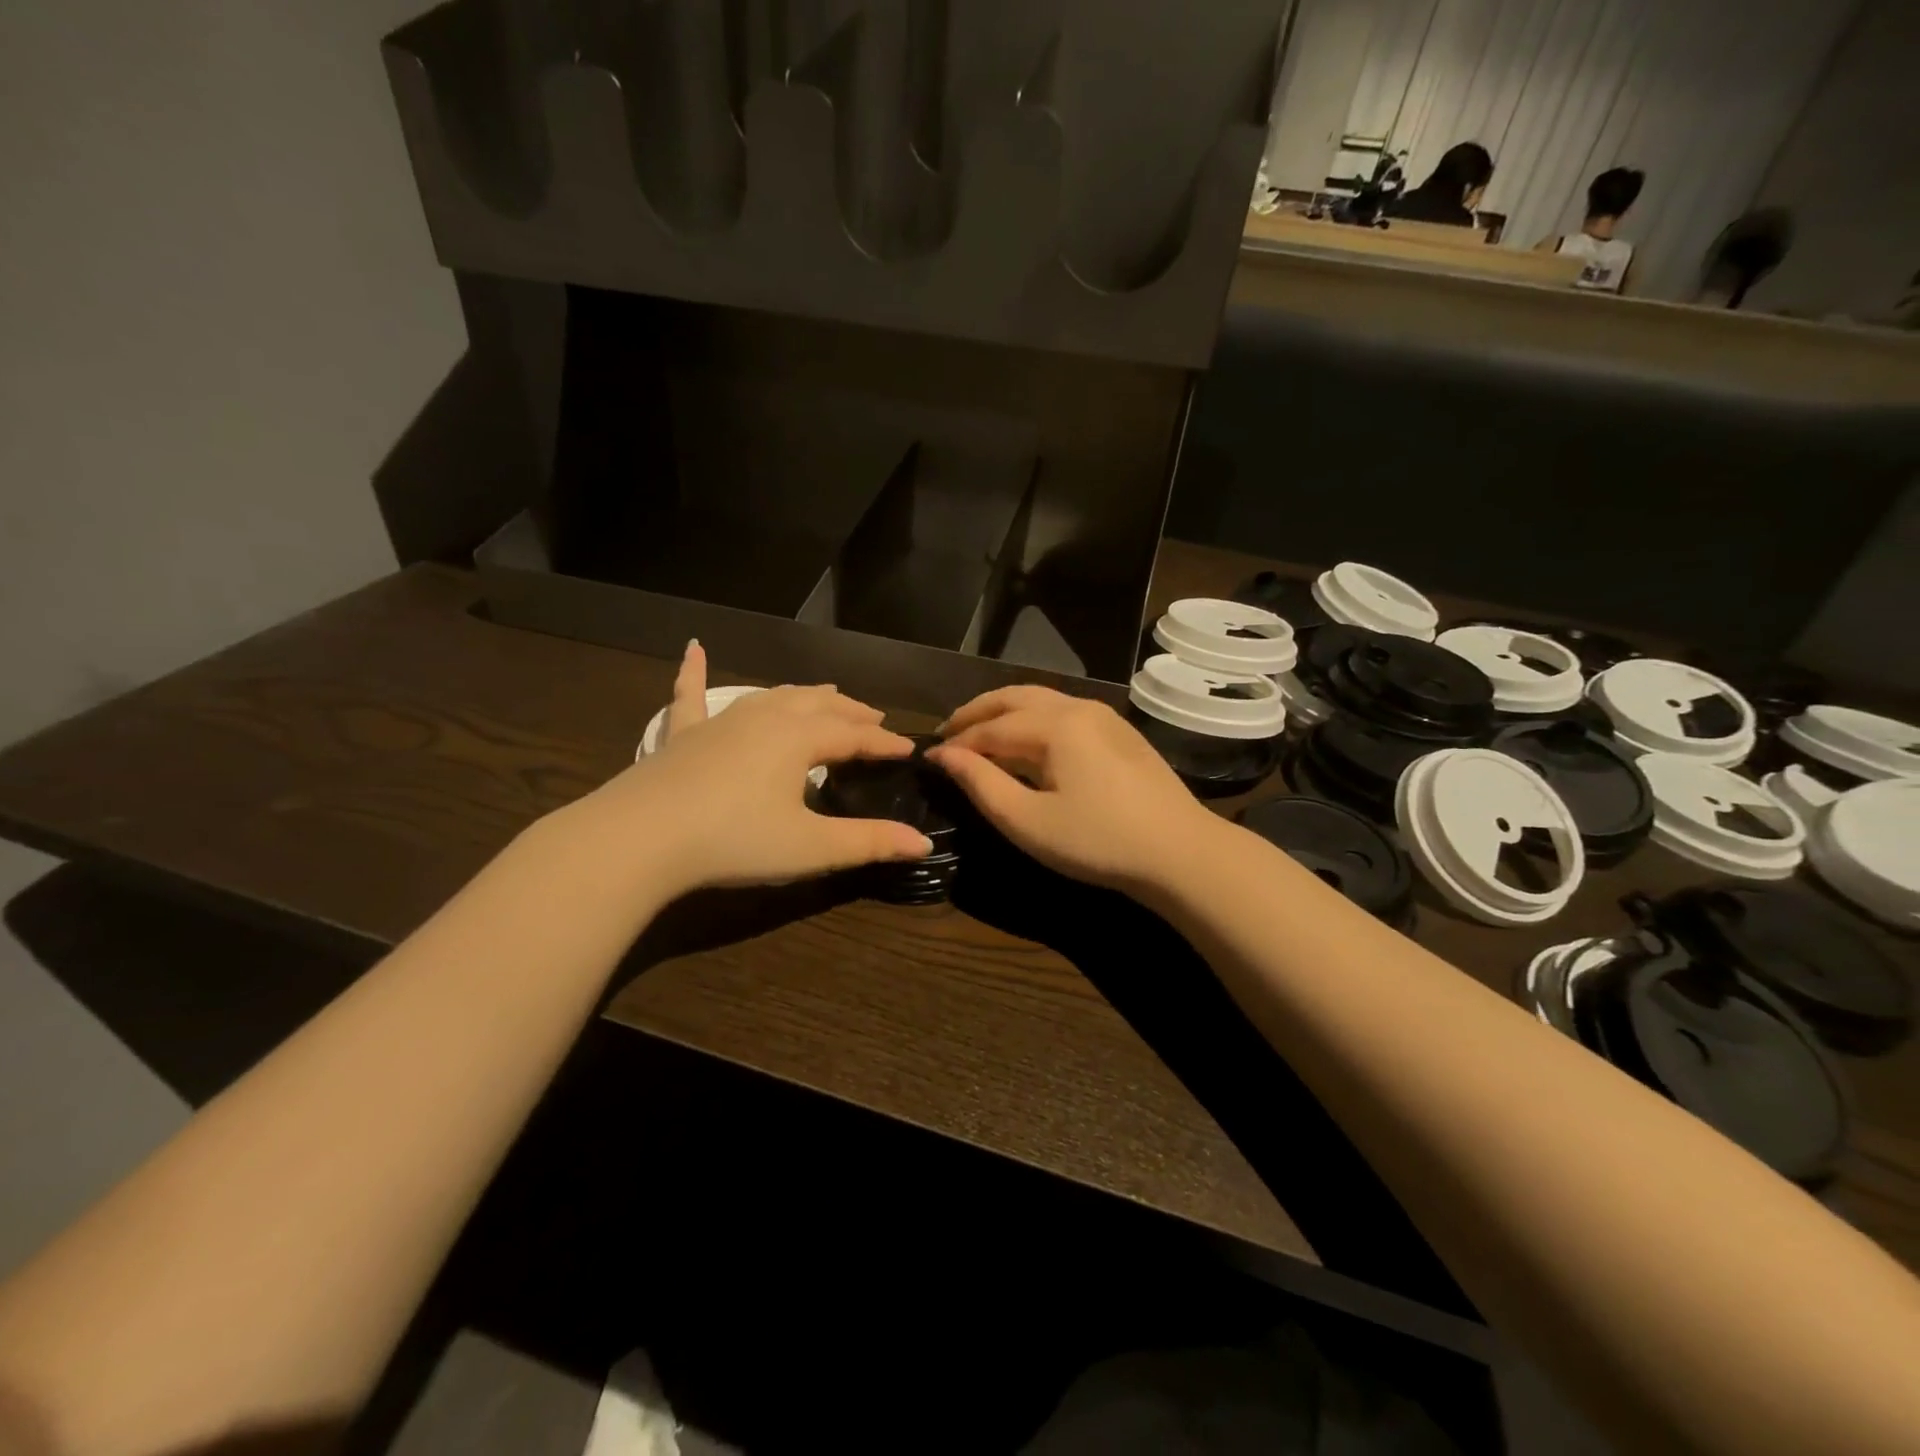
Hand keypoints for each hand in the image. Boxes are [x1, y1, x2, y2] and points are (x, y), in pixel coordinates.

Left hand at [561, 641, 929, 898]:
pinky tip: (693, 647)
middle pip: (819, 705)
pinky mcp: (682, 735)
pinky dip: (694, 671)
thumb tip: (922, 843)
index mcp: (799, 738)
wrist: (640, 839)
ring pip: (773, 696)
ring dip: (804, 694)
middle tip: (874, 717)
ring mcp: (720, 721)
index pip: (855, 735)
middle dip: (851, 711)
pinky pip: (690, 695)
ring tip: (826, 695)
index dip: (884, 742)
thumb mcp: (810, 847)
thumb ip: (868, 843)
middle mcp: (765, 717)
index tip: (909, 749)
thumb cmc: (734, 841)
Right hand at [926, 685, 1226, 891]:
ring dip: (1005, 712)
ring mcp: (1104, 717)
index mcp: (1055, 725)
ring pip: (1041, 700)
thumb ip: (982, 784)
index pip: (991, 728)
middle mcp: (1078, 707)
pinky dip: (1032, 719)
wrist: (1180, 853)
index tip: (927, 758)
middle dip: (977, 712)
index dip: (956, 743)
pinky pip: (1063, 712)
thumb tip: (945, 756)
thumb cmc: (1098, 842)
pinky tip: (1026, 742)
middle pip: (1014, 698)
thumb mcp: (1028, 821)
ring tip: (980, 732)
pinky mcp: (1119, 733)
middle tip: (948, 731)